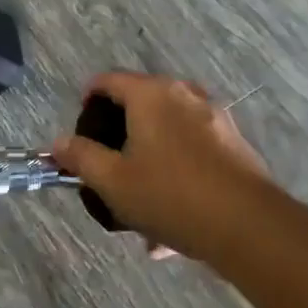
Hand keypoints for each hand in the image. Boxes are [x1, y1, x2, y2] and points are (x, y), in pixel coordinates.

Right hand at [52, 72, 272, 263]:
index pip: (108, 81)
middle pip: (140, 106)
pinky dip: (175, 176)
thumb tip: (58, 142)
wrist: (249, 226)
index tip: (79, 129)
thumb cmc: (170, 195)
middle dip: (120, 136)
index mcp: (151, 95)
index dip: (87, 99)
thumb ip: (80, 157)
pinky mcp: (234, 146)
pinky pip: (192, 154)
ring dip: (149, 161)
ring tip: (138, 205)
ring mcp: (215, 119)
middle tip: (107, 167)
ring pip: (168, 134)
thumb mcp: (112, 181)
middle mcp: (185, 96)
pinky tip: (169, 224)